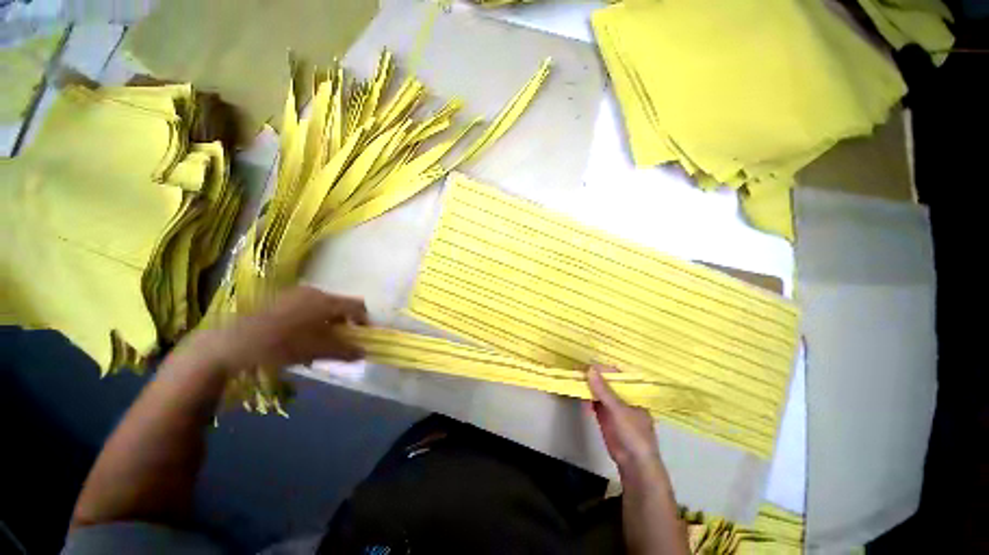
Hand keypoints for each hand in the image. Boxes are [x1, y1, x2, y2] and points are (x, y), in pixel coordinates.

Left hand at [188, 286, 368, 373]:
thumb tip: (364, 353)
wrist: (231, 343)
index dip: (365, 320)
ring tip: (318, 341)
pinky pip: (305, 307)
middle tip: (340, 341)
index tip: (364, 335)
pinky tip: (299, 337)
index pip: (357, 306)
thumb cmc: (282, 345)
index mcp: (326, 301)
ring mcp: (294, 294)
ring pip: (322, 306)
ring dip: (327, 322)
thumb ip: (345, 351)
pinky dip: (311, 320)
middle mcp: (313, 292)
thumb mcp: (317, 351)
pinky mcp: (279, 299)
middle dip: (344, 323)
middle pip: (339, 305)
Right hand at [587, 366, 663, 476]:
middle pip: (606, 382)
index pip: (617, 375)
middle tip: (577, 369)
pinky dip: (586, 398)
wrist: (633, 463)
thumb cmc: (633, 433)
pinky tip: (579, 394)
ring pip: (598, 392)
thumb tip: (590, 369)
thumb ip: (603, 390)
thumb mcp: (618, 409)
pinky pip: (594, 403)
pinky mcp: (604, 416)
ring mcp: (613, 407)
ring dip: (588, 386)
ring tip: (575, 379)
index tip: (588, 364)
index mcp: (633, 393)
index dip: (603, 369)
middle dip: (593, 376)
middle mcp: (622, 397)